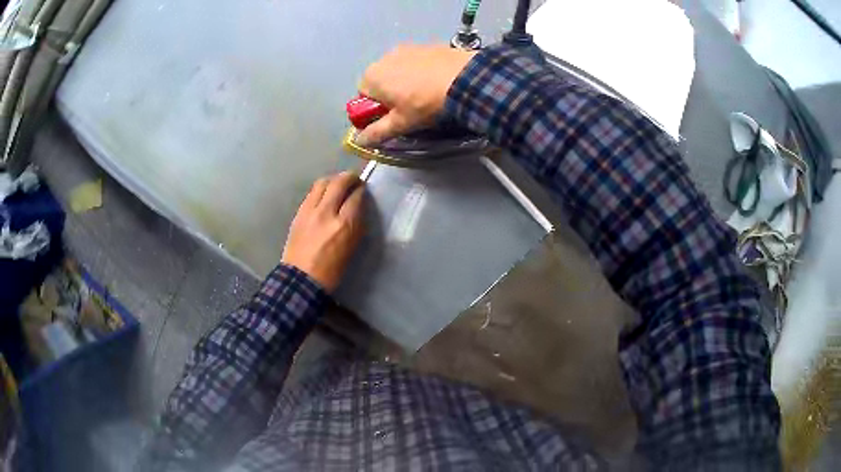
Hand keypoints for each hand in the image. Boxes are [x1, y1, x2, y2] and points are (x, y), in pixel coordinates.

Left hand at [281, 171, 365, 291]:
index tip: (364, 189)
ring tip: (338, 184)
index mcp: (344, 225)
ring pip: (323, 183)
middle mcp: (327, 212)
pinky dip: (321, 189)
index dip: (362, 190)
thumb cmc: (331, 270)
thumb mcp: (351, 248)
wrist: (301, 278)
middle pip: (339, 183)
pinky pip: (311, 193)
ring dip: (333, 180)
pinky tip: (324, 194)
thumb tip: (358, 207)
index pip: (356, 197)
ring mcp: (310, 211)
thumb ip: (355, 225)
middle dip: (350, 177)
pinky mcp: (299, 213)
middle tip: (355, 180)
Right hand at [357, 44, 475, 145]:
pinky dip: (421, 71)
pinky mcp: (426, 45)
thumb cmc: (426, 103)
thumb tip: (360, 141)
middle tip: (409, 108)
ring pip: (398, 70)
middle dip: (389, 94)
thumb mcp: (401, 123)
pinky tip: (436, 82)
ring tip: (426, 95)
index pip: (363, 96)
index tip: (392, 118)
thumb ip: (377, 132)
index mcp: (371, 76)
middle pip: (380, 80)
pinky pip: (416, 61)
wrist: (464, 79)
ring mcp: (406, 48)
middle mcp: (384, 57)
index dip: (375, 109)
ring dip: (405, 81)